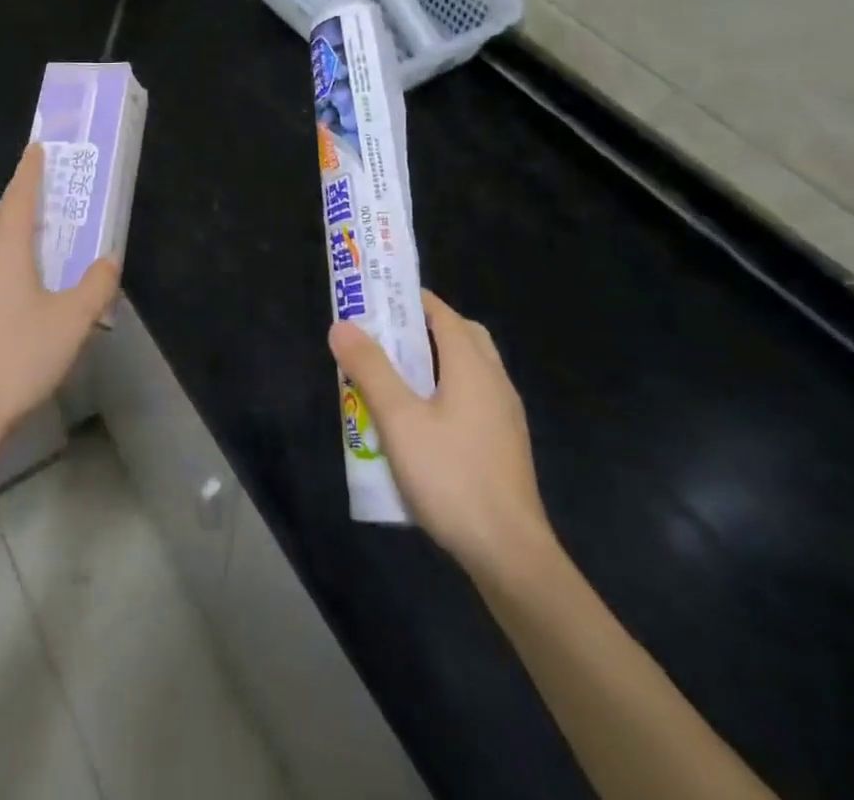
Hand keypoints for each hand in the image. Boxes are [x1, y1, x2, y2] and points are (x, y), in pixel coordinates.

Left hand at [0, 144, 119, 470]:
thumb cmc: (19, 359)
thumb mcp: (73, 323)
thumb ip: (96, 285)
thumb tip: (109, 258)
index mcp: (5, 251)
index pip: (19, 196)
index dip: (30, 170)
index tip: (36, 148)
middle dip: (15, 203)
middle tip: (41, 206)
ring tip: (24, 248)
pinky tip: (1, 293)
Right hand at [329, 290, 556, 588]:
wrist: (510, 554)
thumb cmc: (451, 477)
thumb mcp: (399, 420)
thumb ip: (371, 369)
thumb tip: (343, 325)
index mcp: (472, 365)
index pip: (442, 313)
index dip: (409, 300)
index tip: (376, 299)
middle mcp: (494, 381)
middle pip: (461, 335)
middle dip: (422, 328)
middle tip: (384, 337)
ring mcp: (504, 415)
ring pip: (468, 368)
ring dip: (434, 361)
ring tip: (394, 377)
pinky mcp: (504, 444)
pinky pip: (473, 397)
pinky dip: (446, 390)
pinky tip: (421, 421)